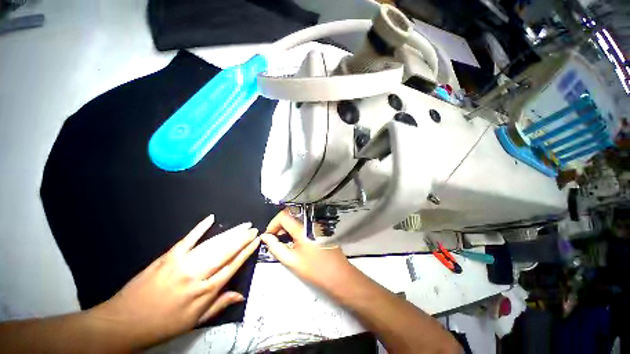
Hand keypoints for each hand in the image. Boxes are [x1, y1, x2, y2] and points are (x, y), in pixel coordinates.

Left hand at [89, 215, 259, 348]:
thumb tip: (240, 295)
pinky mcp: (168, 257)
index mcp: (204, 293)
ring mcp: (182, 263)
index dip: (246, 252)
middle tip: (253, 229)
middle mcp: (196, 275)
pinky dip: (199, 228)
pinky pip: (187, 239)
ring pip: (212, 244)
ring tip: (243, 225)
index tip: (256, 241)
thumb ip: (219, 305)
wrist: (123, 322)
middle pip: (225, 252)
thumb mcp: (194, 322)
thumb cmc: (162, 325)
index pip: (232, 267)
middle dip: (242, 238)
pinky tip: (210, 218)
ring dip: (230, 233)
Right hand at [260, 210, 352, 291]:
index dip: (273, 223)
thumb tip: (265, 236)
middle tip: (273, 238)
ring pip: (297, 220)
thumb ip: (275, 247)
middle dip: (279, 225)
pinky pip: (304, 224)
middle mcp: (310, 223)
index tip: (268, 235)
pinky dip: (295, 229)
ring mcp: (316, 225)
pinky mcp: (319, 229)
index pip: (284, 216)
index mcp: (303, 229)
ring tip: (281, 240)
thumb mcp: (291, 260)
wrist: (338, 275)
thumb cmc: (314, 270)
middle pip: (291, 215)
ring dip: (286, 227)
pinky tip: (293, 240)